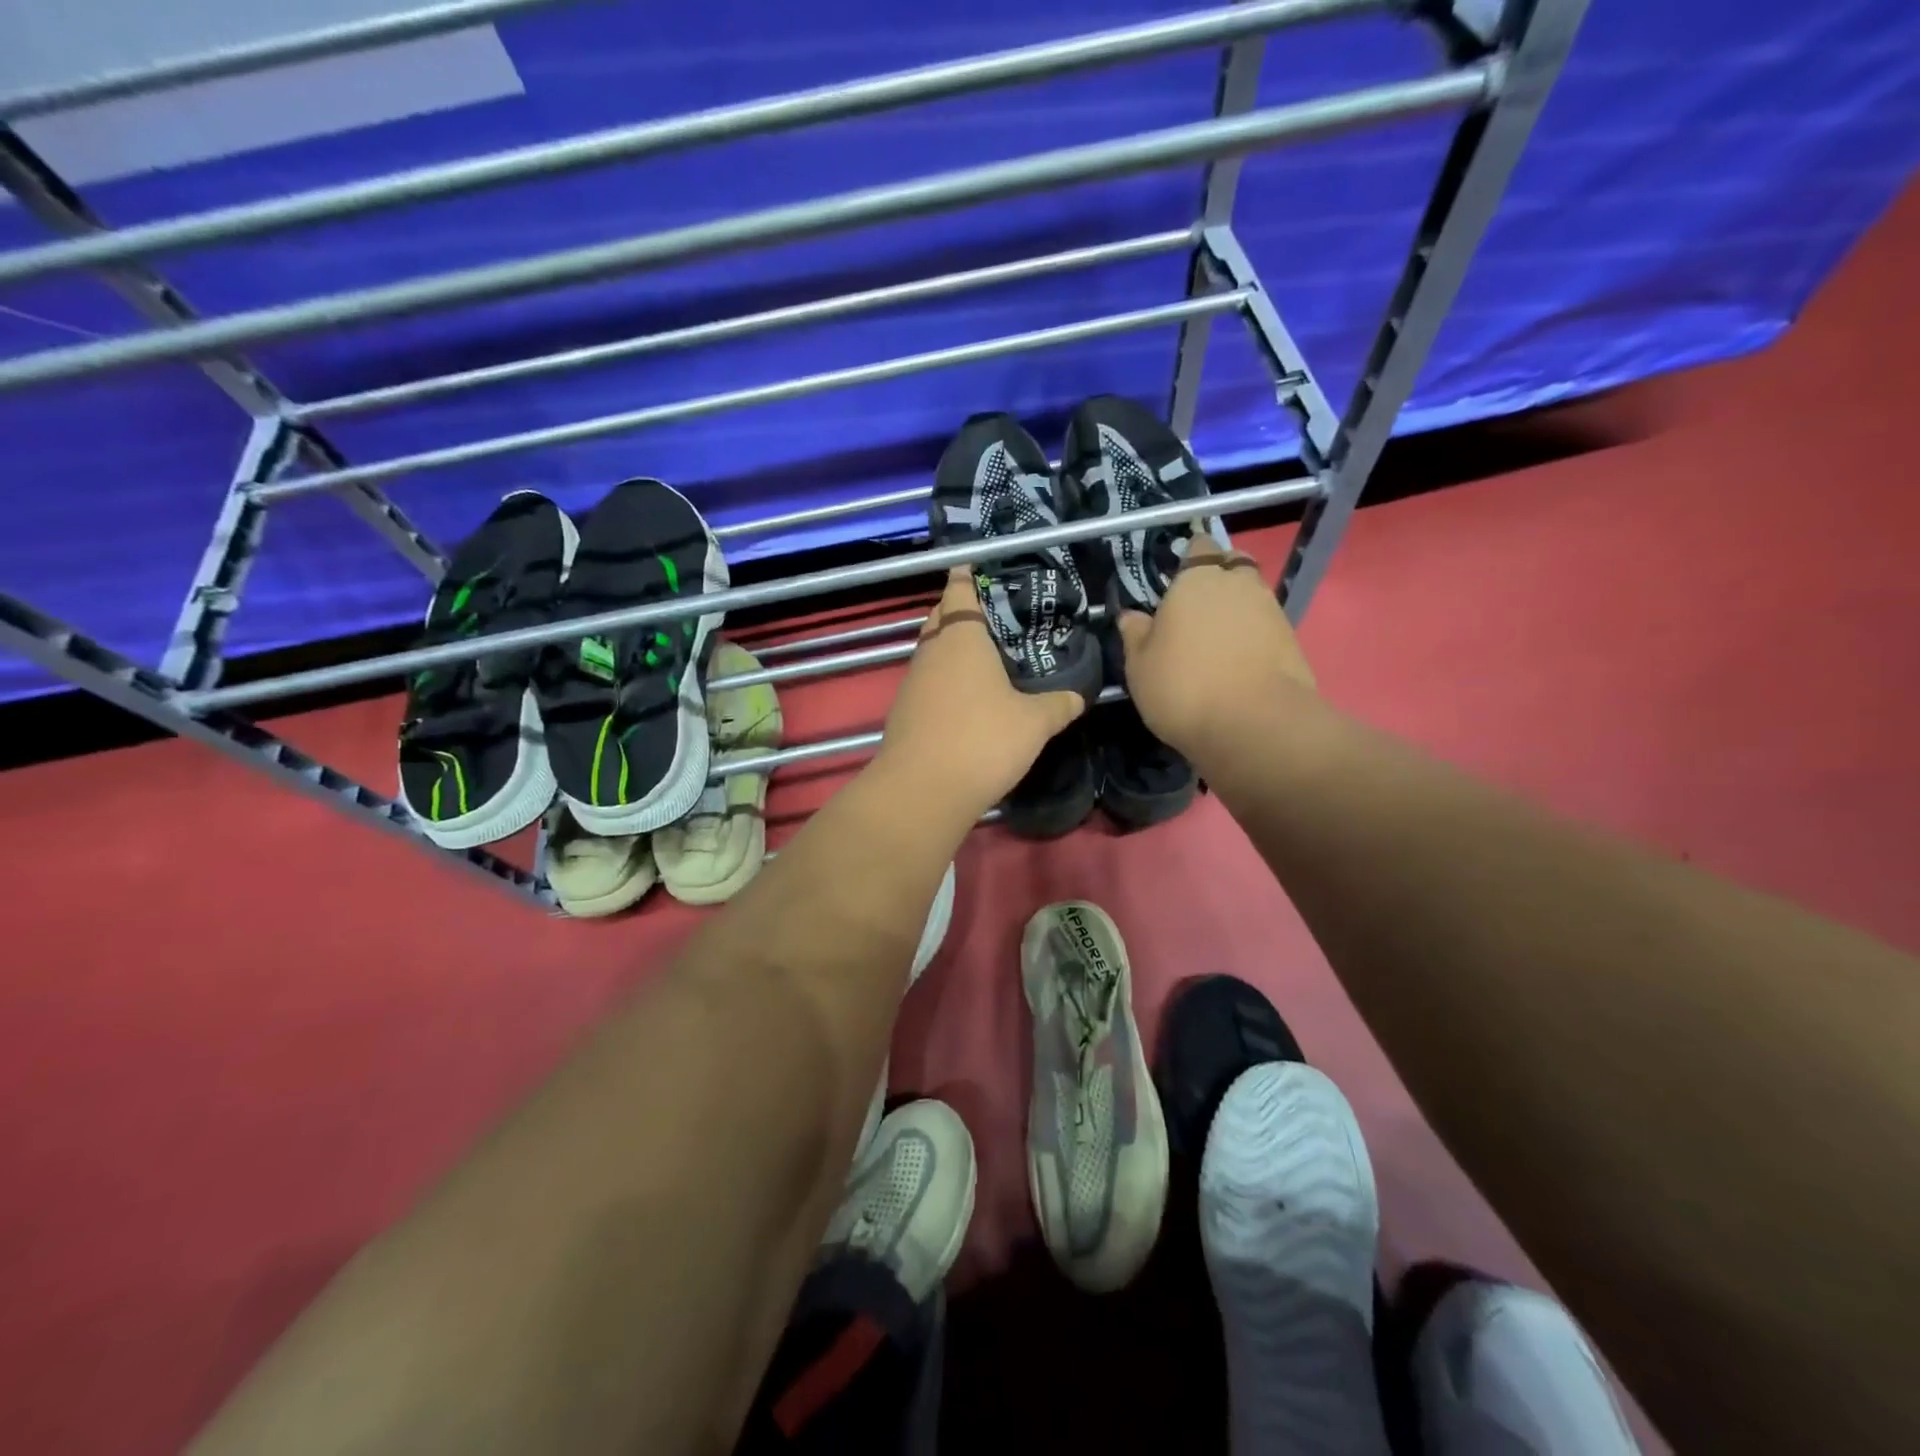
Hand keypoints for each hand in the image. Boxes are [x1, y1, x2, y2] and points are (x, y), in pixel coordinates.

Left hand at [875, 569, 1085, 822]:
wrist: (923, 791)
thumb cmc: (982, 740)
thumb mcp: (1034, 723)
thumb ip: (1057, 706)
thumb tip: (1077, 698)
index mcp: (961, 638)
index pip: (960, 592)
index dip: (967, 577)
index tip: (974, 567)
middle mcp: (931, 652)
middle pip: (940, 618)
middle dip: (957, 610)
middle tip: (989, 613)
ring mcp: (912, 683)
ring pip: (930, 651)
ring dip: (949, 647)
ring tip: (981, 654)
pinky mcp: (904, 712)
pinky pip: (926, 681)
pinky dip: (943, 678)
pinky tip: (964, 695)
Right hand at [1115, 534, 1315, 762]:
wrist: (1254, 725)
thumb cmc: (1182, 686)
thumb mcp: (1139, 665)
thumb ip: (1136, 634)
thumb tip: (1131, 616)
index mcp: (1198, 579)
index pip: (1199, 548)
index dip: (1189, 560)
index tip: (1175, 581)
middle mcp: (1240, 584)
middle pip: (1233, 567)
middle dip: (1219, 579)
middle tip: (1197, 610)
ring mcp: (1272, 612)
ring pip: (1252, 598)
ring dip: (1237, 612)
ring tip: (1215, 644)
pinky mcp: (1292, 642)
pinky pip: (1266, 629)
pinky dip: (1253, 639)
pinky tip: (1236, 665)